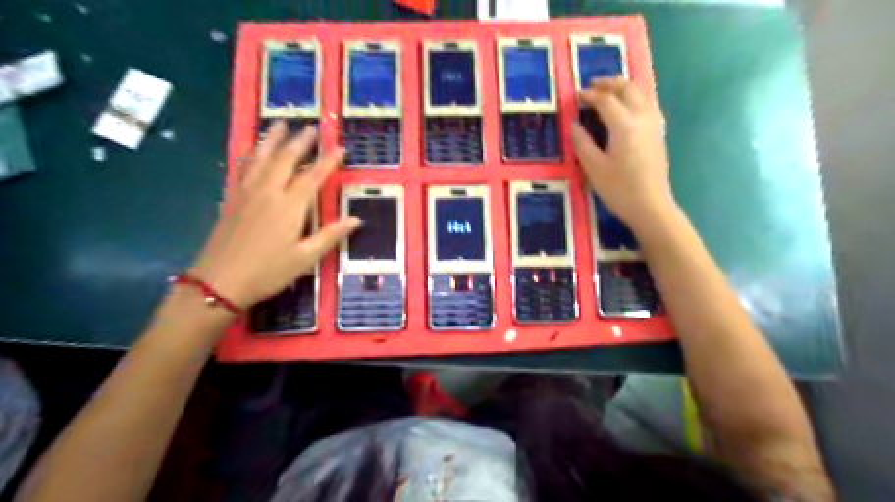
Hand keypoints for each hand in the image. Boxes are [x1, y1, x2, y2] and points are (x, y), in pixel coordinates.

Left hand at [191, 121, 357, 308]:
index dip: (327, 161)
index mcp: (289, 207)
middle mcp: (268, 193)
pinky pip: (243, 169)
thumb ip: (330, 235)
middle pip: (285, 160)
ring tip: (281, 124)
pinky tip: (253, 150)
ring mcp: (247, 193)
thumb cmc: (268, 272)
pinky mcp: (232, 199)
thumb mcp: (306, 258)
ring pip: (261, 158)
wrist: (219, 282)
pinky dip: (251, 155)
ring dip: (273, 140)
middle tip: (312, 128)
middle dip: (300, 142)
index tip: (339, 147)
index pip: (312, 177)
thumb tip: (356, 219)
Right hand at [574, 79, 678, 234]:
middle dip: (608, 84)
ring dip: (623, 87)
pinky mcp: (659, 132)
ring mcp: (654, 123)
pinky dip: (634, 97)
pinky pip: (648, 103)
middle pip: (627, 88)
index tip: (576, 97)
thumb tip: (574, 125)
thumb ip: (582, 143)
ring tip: (607, 93)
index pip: (606, 100)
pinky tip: (626, 108)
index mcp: (624, 124)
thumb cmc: (619, 189)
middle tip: (591, 87)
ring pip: (641, 92)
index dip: (589, 95)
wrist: (651, 206)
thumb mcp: (593, 168)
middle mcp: (642, 117)